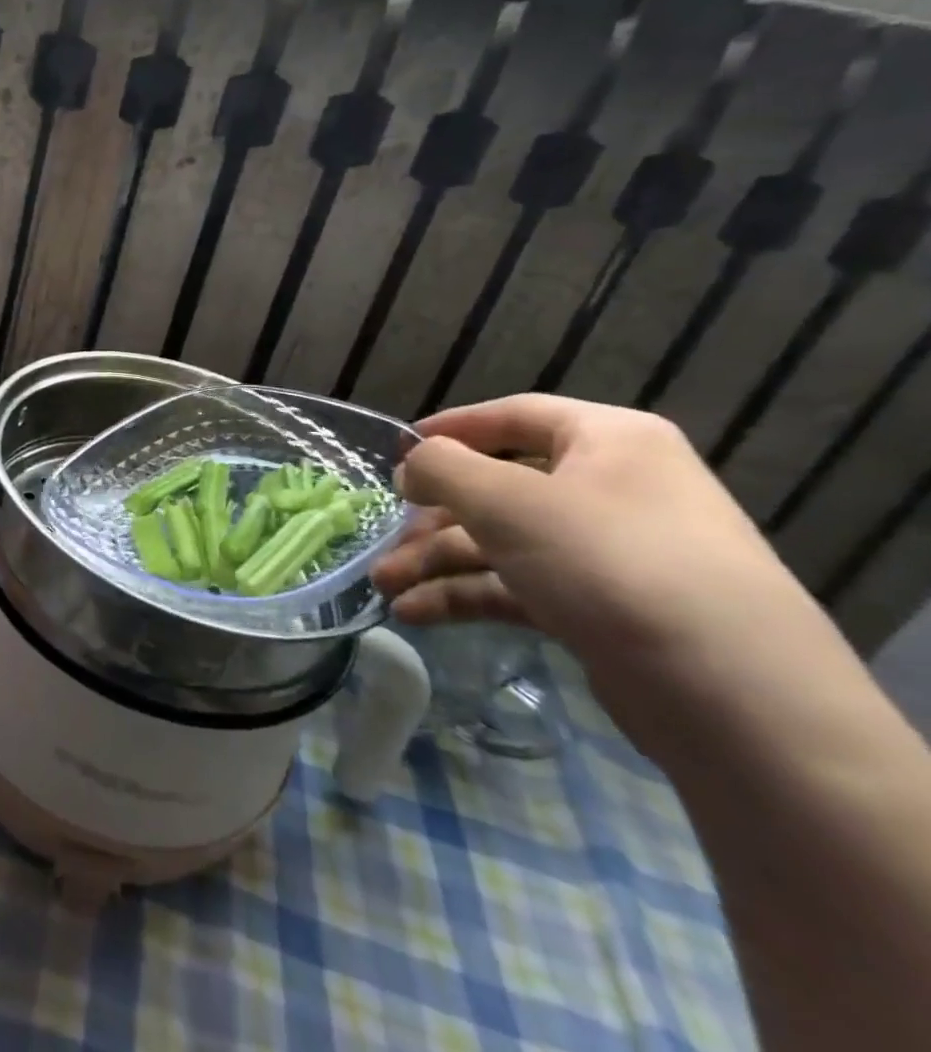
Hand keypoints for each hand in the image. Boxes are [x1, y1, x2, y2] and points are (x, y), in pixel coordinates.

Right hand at [371, 394, 813, 681]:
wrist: (735, 701)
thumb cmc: (610, 564)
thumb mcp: (508, 502)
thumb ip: (442, 468)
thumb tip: (413, 465)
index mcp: (607, 440)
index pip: (513, 416)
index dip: (449, 429)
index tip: (394, 451)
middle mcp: (611, 488)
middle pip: (497, 488)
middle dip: (430, 518)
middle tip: (382, 541)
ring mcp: (608, 553)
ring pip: (500, 542)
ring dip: (436, 562)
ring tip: (385, 589)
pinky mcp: (602, 609)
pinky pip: (518, 586)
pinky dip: (466, 595)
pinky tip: (417, 614)